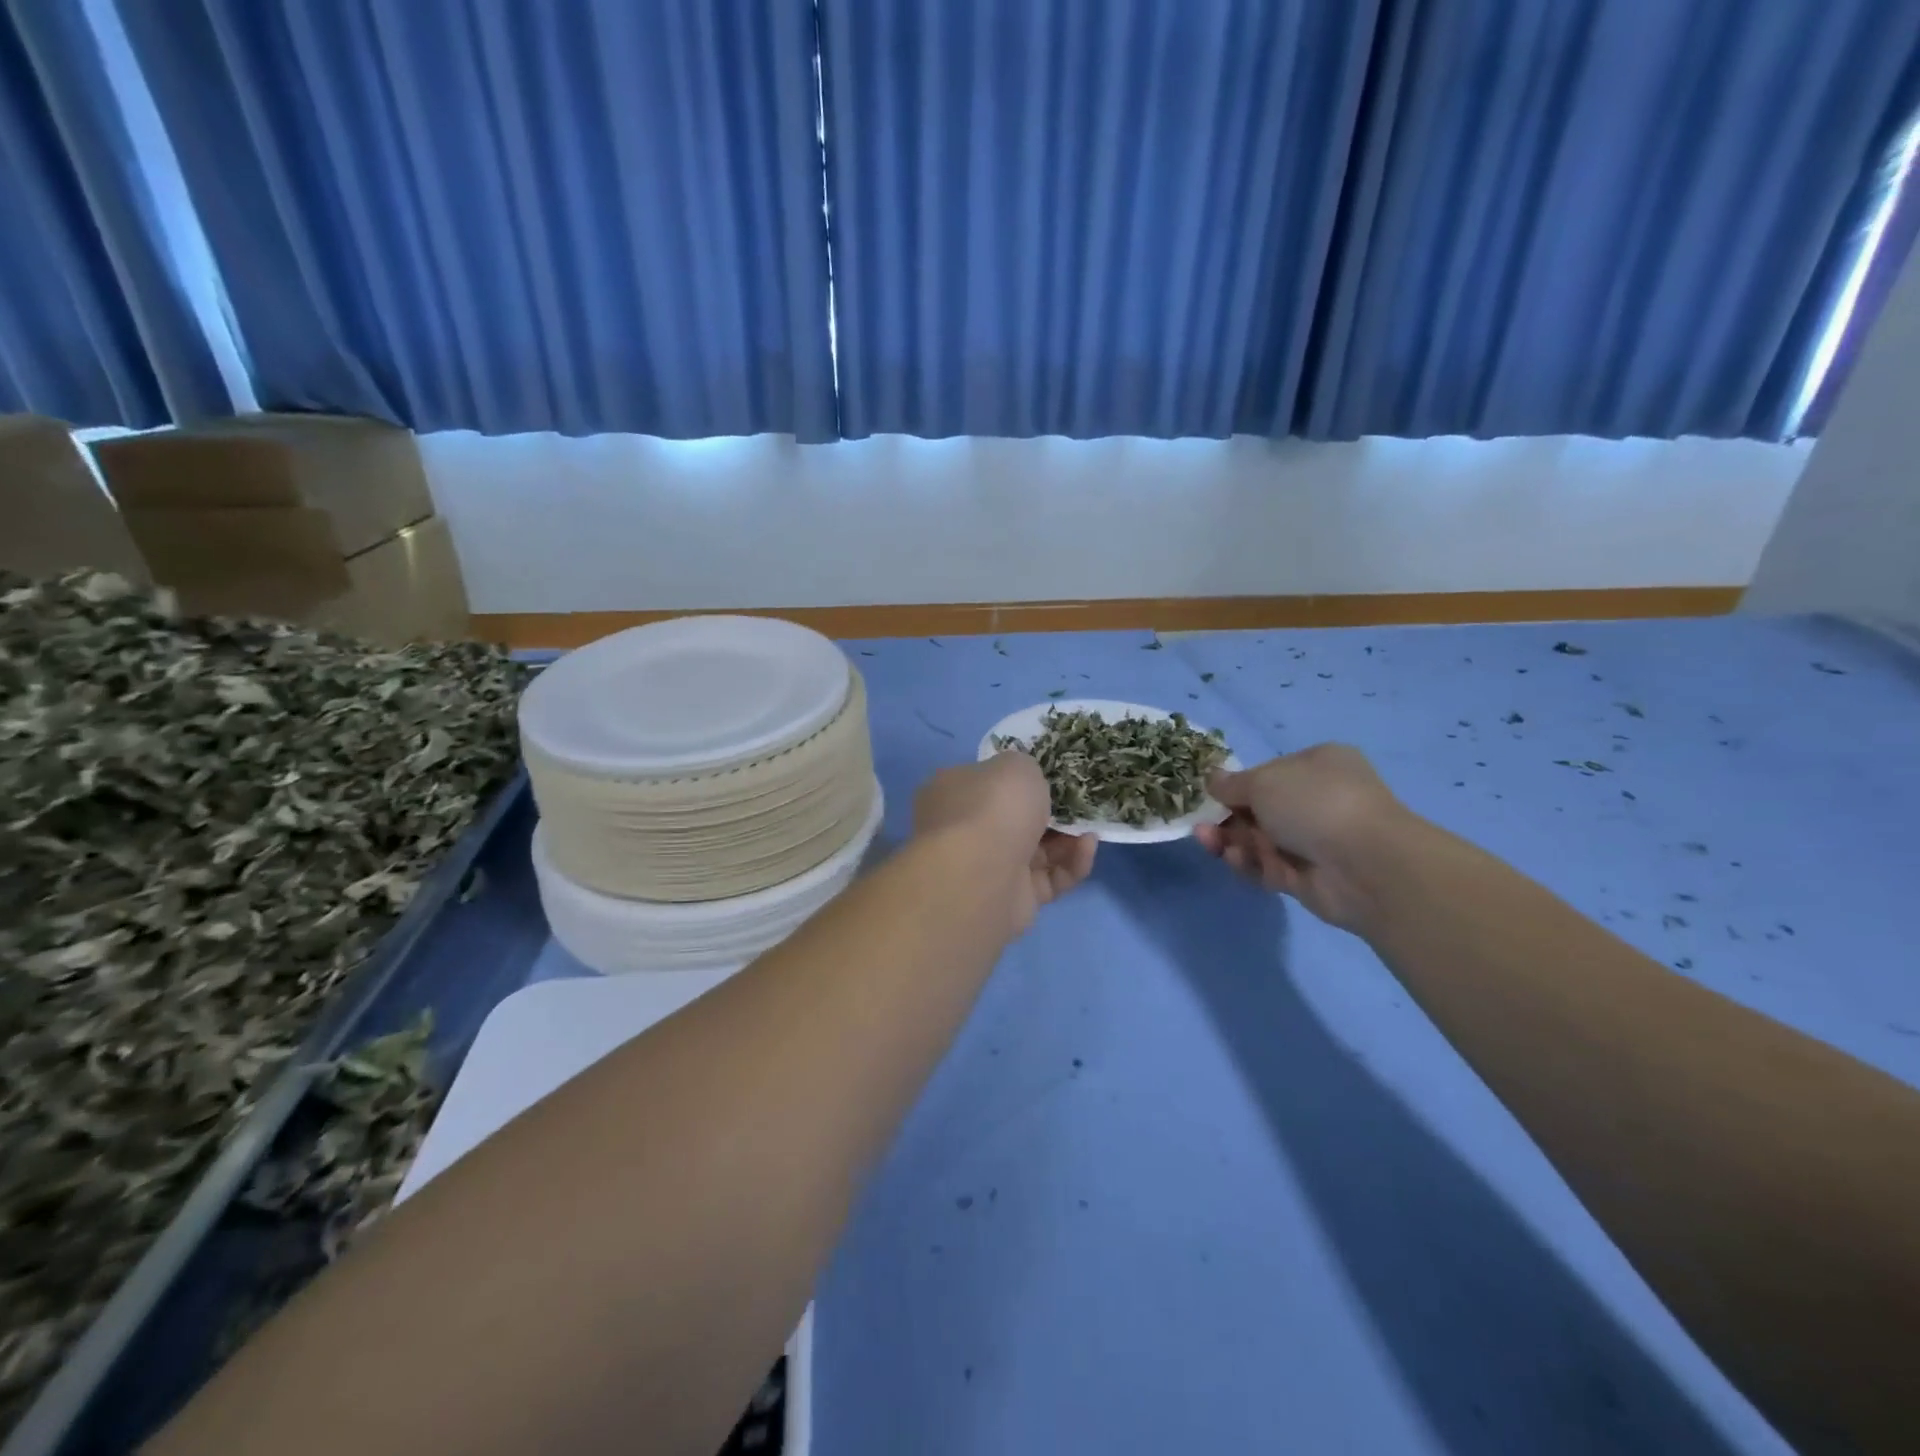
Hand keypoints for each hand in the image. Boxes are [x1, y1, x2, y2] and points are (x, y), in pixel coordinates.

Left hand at [913, 753, 1096, 935]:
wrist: (982, 875)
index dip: (1016, 779)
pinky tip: (1088, 847)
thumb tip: (1024, 781)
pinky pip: (1050, 878)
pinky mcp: (1015, 899)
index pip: (986, 782)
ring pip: (1037, 851)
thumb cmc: (993, 807)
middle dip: (1049, 812)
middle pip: (1015, 819)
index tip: (1048, 776)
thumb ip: (1025, 768)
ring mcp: (989, 867)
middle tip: (1078, 803)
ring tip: (1090, 827)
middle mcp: (966, 830)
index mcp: (954, 793)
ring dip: (1068, 839)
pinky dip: (1072, 863)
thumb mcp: (1015, 766)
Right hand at [1194, 743, 1411, 930]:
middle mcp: (1318, 801)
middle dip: (1227, 817)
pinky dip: (1247, 864)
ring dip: (1230, 840)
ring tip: (1207, 841)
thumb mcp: (1263, 781)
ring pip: (1259, 840)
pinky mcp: (1307, 877)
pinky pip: (1267, 867)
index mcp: (1318, 766)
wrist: (1365, 865)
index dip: (1237, 785)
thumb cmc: (1314, 804)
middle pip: (1259, 809)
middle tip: (1202, 824)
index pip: (1269, 773)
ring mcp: (1314, 841)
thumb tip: (1213, 780)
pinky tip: (1233, 859)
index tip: (1211, 794)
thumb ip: (1232, 784)